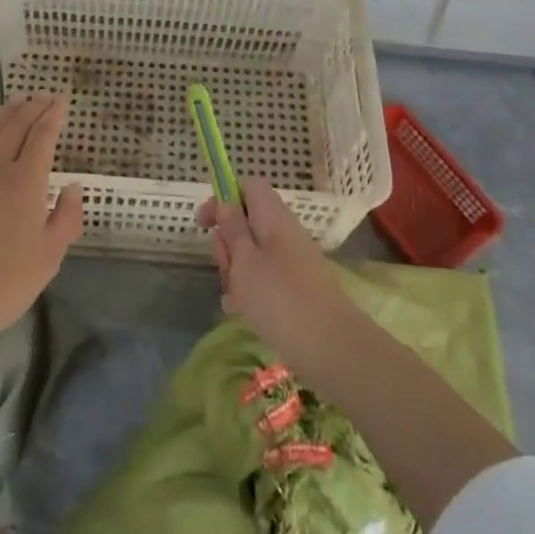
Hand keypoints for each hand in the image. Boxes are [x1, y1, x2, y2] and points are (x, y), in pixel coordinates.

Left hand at [0, 94, 83, 366]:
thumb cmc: (5, 283)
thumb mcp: (50, 257)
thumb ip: (66, 217)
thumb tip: (72, 187)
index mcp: (26, 183)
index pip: (42, 137)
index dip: (54, 116)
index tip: (63, 101)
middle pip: (15, 127)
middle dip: (32, 107)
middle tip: (45, 97)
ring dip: (6, 113)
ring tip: (18, 100)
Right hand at [199, 177, 350, 354]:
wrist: (330, 346)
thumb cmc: (279, 297)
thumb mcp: (244, 260)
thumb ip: (232, 228)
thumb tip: (226, 201)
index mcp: (273, 216)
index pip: (248, 187)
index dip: (223, 198)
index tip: (204, 223)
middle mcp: (284, 232)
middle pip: (246, 222)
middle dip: (227, 243)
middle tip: (226, 268)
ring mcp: (292, 261)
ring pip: (251, 254)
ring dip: (235, 271)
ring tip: (234, 298)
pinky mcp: (295, 287)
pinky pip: (263, 278)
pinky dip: (249, 290)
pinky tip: (241, 311)